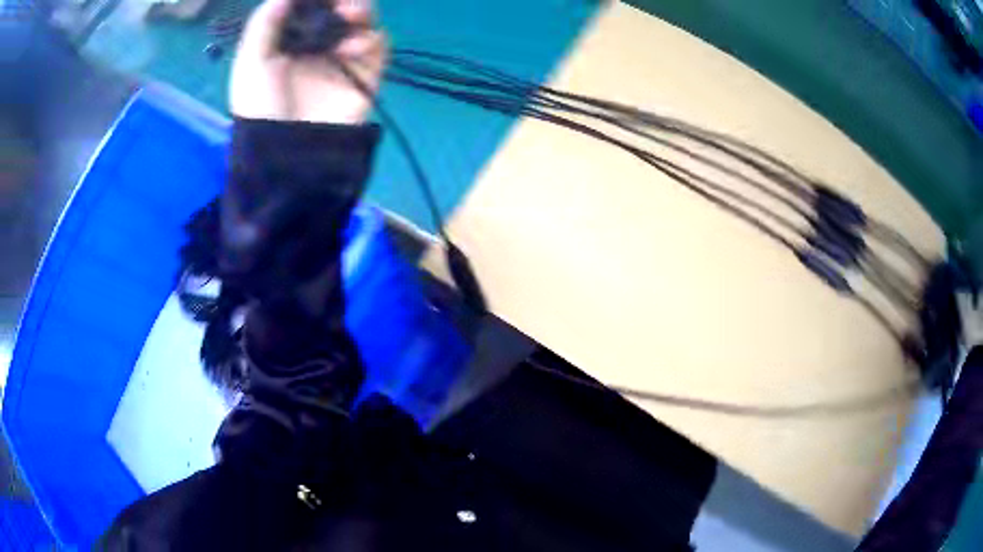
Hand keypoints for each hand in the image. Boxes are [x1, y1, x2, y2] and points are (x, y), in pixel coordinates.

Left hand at [230, 0, 386, 123]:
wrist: (287, 152)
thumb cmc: (261, 105)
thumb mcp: (251, 62)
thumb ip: (265, 22)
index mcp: (289, 41)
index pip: (310, 7)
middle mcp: (317, 45)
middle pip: (340, 9)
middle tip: (341, 3)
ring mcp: (342, 59)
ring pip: (363, 22)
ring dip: (362, 11)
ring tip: (351, 16)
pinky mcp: (364, 74)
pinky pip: (378, 46)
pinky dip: (371, 39)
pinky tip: (353, 48)